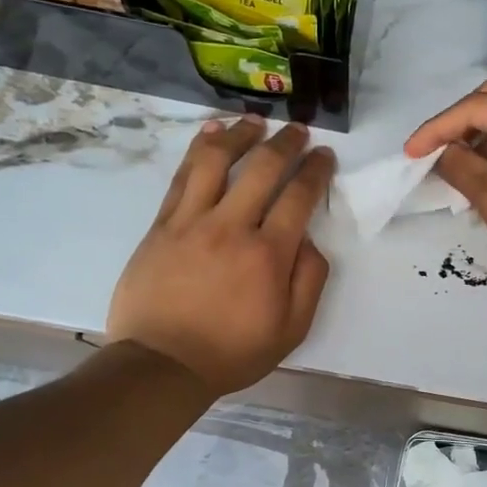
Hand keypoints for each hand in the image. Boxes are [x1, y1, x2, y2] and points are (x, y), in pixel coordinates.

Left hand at [109, 116, 333, 395]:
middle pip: (263, 169)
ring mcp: (191, 222)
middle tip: (298, 131)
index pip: (299, 196)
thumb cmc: (232, 352)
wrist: (162, 364)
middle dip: (286, 143)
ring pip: (216, 161)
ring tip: (254, 122)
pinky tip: (210, 134)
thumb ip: (309, 281)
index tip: (324, 155)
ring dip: (240, 135)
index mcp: (268, 254)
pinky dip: (197, 150)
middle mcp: (232, 227)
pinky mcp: (161, 226)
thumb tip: (309, 241)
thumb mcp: (291, 330)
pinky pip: (182, 177)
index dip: (316, 170)